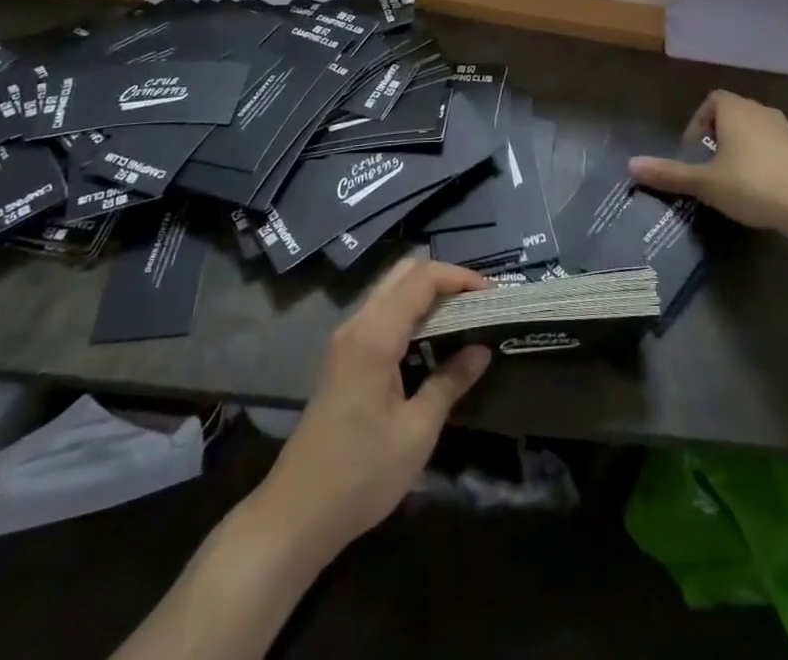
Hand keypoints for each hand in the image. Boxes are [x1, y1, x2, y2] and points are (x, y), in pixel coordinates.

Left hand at [258, 258, 490, 562]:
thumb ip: (450, 382)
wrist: (297, 513)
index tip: (491, 294)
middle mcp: (357, 325)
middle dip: (443, 278)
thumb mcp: (417, 432)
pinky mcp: (342, 357)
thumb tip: (481, 350)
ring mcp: (345, 340)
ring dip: (426, 294)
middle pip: (403, 274)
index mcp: (375, 335)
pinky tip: (431, 340)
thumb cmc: (362, 473)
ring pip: (390, 291)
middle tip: (477, 302)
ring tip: (462, 317)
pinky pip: (380, 314)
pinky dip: (409, 312)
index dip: (458, 277)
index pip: (421, 280)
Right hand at [629, 90, 787, 233]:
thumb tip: (631, 165)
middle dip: (717, 134)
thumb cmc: (752, 183)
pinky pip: (772, 145)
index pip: (711, 100)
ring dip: (740, 146)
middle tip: (708, 164)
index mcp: (735, 109)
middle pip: (732, 112)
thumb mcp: (705, 182)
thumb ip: (669, 173)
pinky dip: (760, 157)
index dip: (698, 121)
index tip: (694, 150)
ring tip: (731, 176)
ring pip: (753, 129)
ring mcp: (784, 129)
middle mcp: (759, 110)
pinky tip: (758, 185)